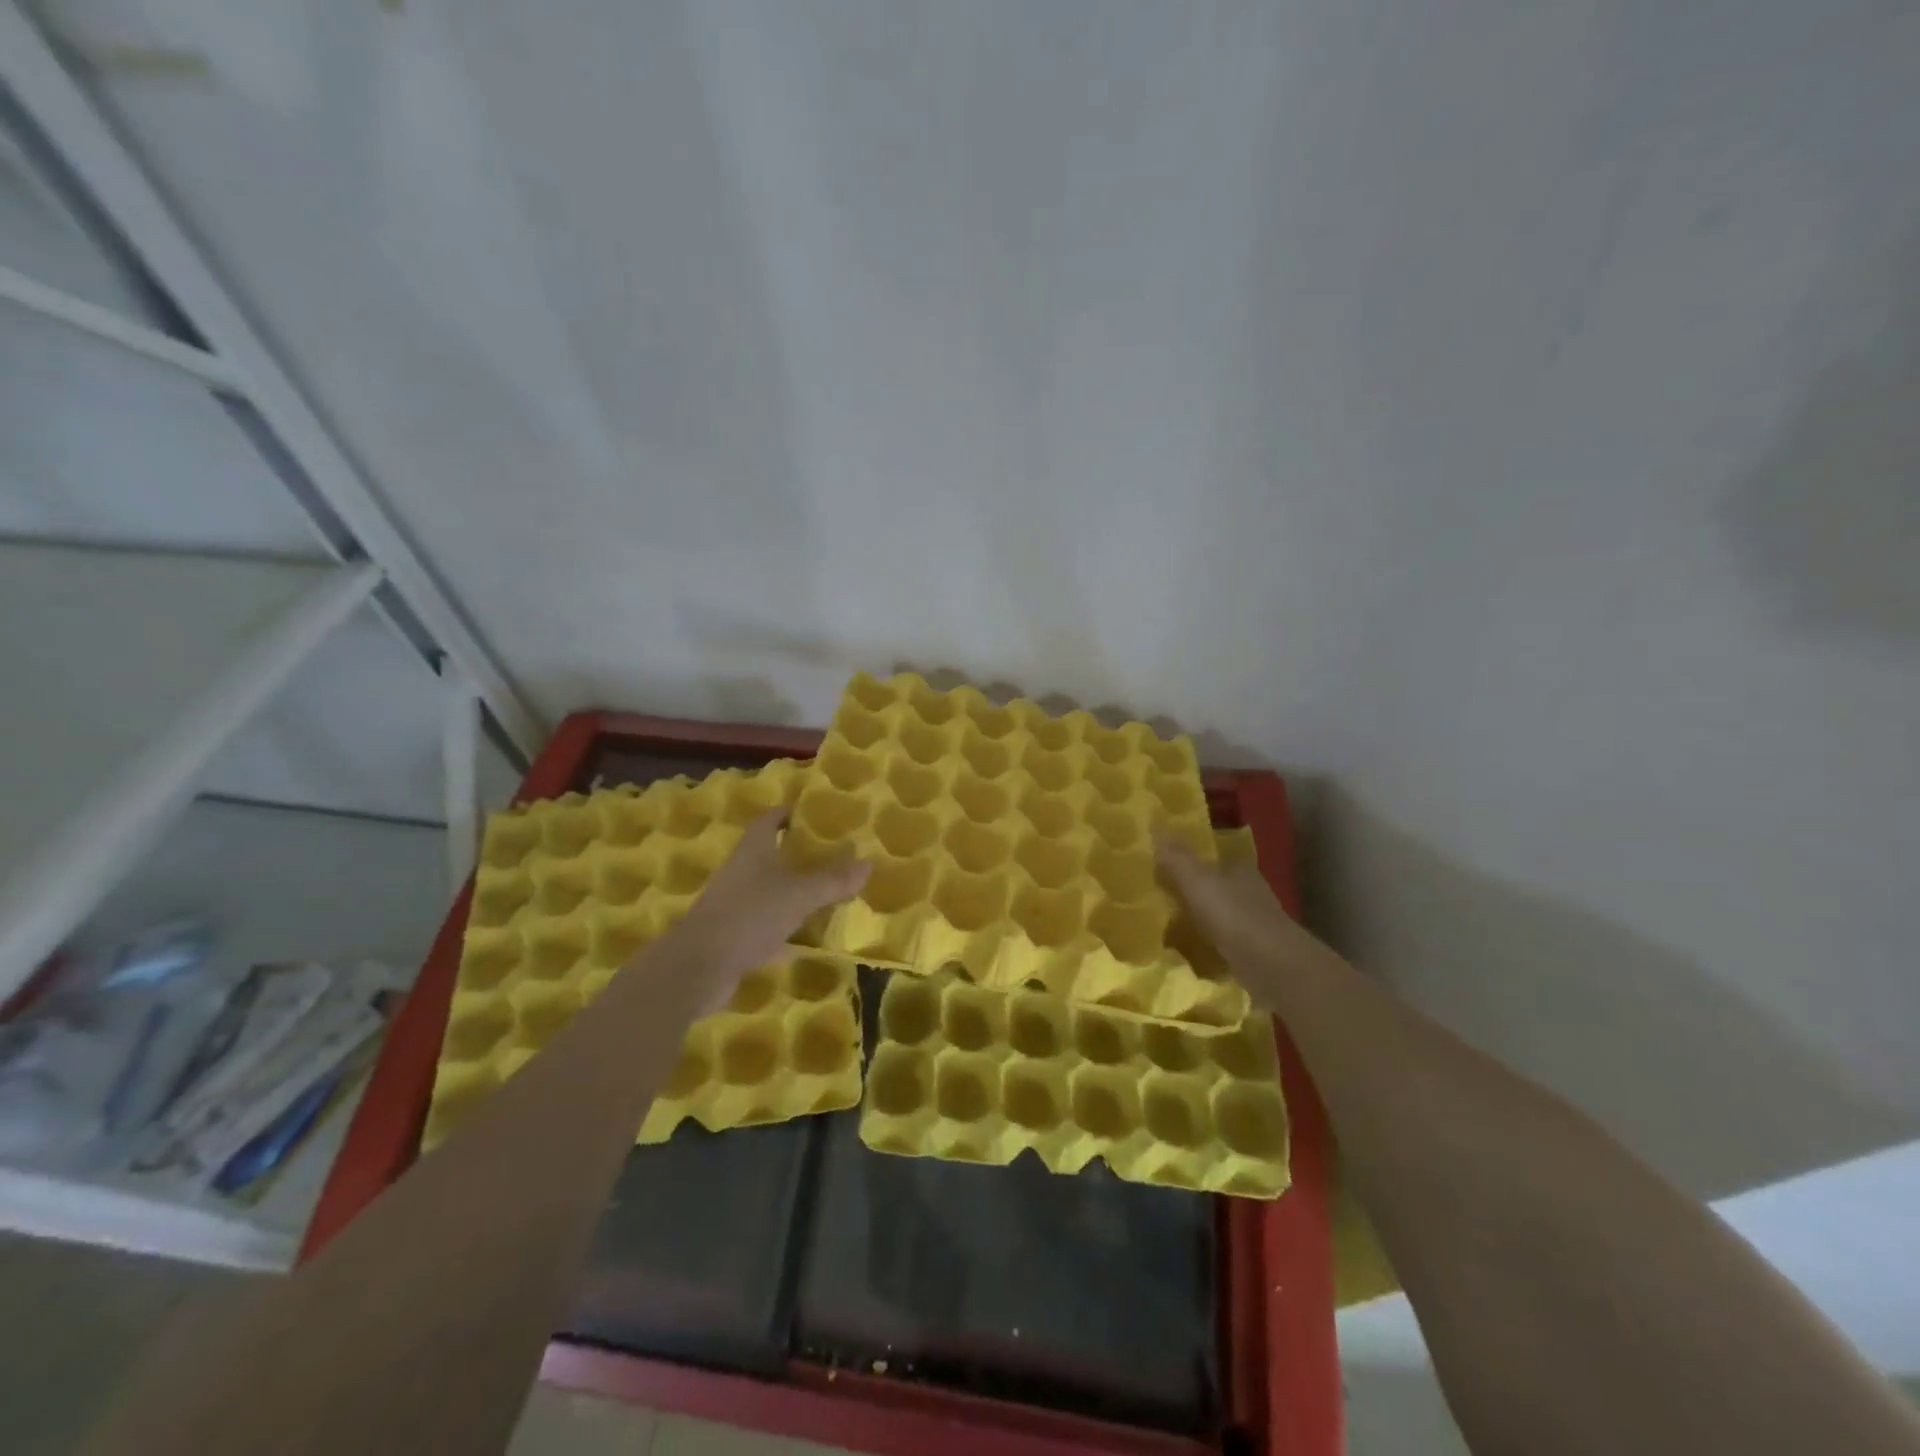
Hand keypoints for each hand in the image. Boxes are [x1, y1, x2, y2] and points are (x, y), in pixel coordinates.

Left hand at [666, 810, 869, 1007]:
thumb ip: (833, 880)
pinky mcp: (732, 936)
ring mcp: (734, 905)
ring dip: (792, 892)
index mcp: (753, 851)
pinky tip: (806, 940)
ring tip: (826, 894)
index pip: (769, 820)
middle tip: (832, 856)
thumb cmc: (749, 916)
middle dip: (797, 854)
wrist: (698, 968)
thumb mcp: (799, 895)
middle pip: (769, 855)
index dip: (789, 814)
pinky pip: (764, 926)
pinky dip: (784, 930)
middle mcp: (741, 872)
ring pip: (768, 891)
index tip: (813, 815)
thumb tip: (868, 863)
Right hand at [1155, 833, 1323, 997]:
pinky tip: (1188, 955)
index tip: (1162, 869)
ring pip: (1220, 917)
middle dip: (1192, 894)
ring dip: (1199, 922)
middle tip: (1158, 900)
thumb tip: (1154, 825)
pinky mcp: (1254, 955)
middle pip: (1216, 888)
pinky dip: (1207, 948)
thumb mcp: (1197, 881)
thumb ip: (1176, 857)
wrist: (1273, 968)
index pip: (1212, 860)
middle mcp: (1250, 894)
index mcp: (1239, 870)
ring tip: (1166, 929)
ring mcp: (1255, 926)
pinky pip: (1222, 945)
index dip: (1189, 863)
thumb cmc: (1233, 916)